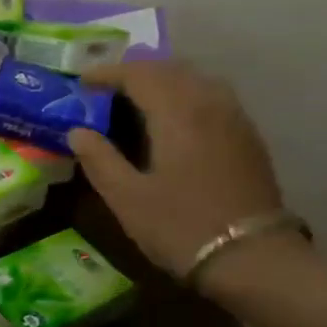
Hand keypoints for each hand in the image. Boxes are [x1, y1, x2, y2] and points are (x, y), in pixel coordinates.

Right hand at [67, 63, 288, 282]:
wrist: (249, 256)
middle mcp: (210, 103)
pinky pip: (213, 98)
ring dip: (164, 81)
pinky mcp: (246, 137)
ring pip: (196, 80)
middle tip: (106, 88)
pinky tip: (173, 120)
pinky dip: (185, 96)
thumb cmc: (179, 226)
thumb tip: (77, 132)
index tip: (82, 81)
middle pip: (172, 69)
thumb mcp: (126, 198)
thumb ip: (99, 159)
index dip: (108, 73)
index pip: (139, 75)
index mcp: (177, 113)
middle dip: (136, 72)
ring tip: (137, 99)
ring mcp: (234, 118)